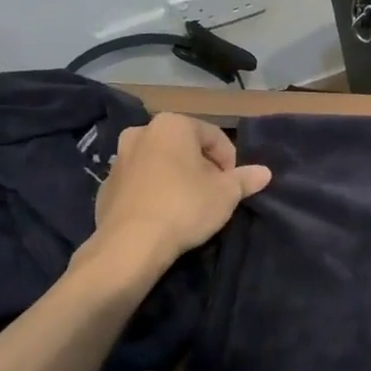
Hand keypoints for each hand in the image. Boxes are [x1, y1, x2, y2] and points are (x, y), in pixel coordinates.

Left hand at [78, 113, 271, 289]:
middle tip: (214, 193)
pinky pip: (141, 183)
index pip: (214, 137)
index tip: (233, 185)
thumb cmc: (185, 207)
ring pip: (160, 163)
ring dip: (177, 178)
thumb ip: (245, 179)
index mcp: (172, 125)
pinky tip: (165, 214)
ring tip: (190, 205)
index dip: (230, 161)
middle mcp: (141, 133)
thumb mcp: (227, 194)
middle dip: (202, 167)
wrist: (130, 245)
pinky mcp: (105, 186)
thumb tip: (265, 173)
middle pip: (185, 147)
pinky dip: (155, 191)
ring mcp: (119, 159)